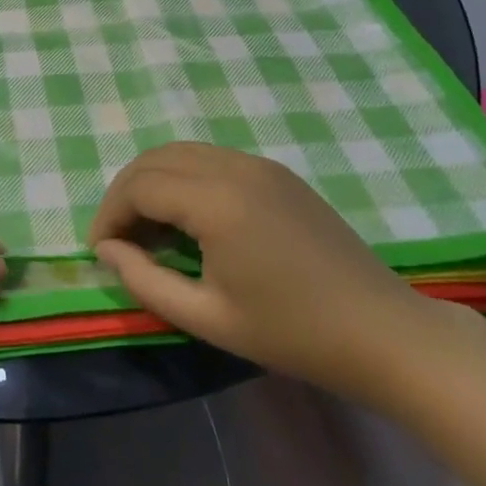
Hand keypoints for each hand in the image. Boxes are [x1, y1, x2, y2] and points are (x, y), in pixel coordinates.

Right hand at [88, 143, 439, 405]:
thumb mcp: (209, 319)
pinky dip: (183, 176)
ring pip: (181, 152)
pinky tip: (188, 216)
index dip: (110, 215)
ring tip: (146, 226)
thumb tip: (106, 250)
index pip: (139, 187)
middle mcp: (232, 166)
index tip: (100, 251)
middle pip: (154, 159)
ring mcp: (258, 163)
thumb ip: (146, 280)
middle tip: (117, 237)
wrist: (385, 333)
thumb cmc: (294, 334)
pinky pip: (211, 157)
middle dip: (125, 192)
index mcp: (216, 201)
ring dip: (152, 180)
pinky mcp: (276, 171)